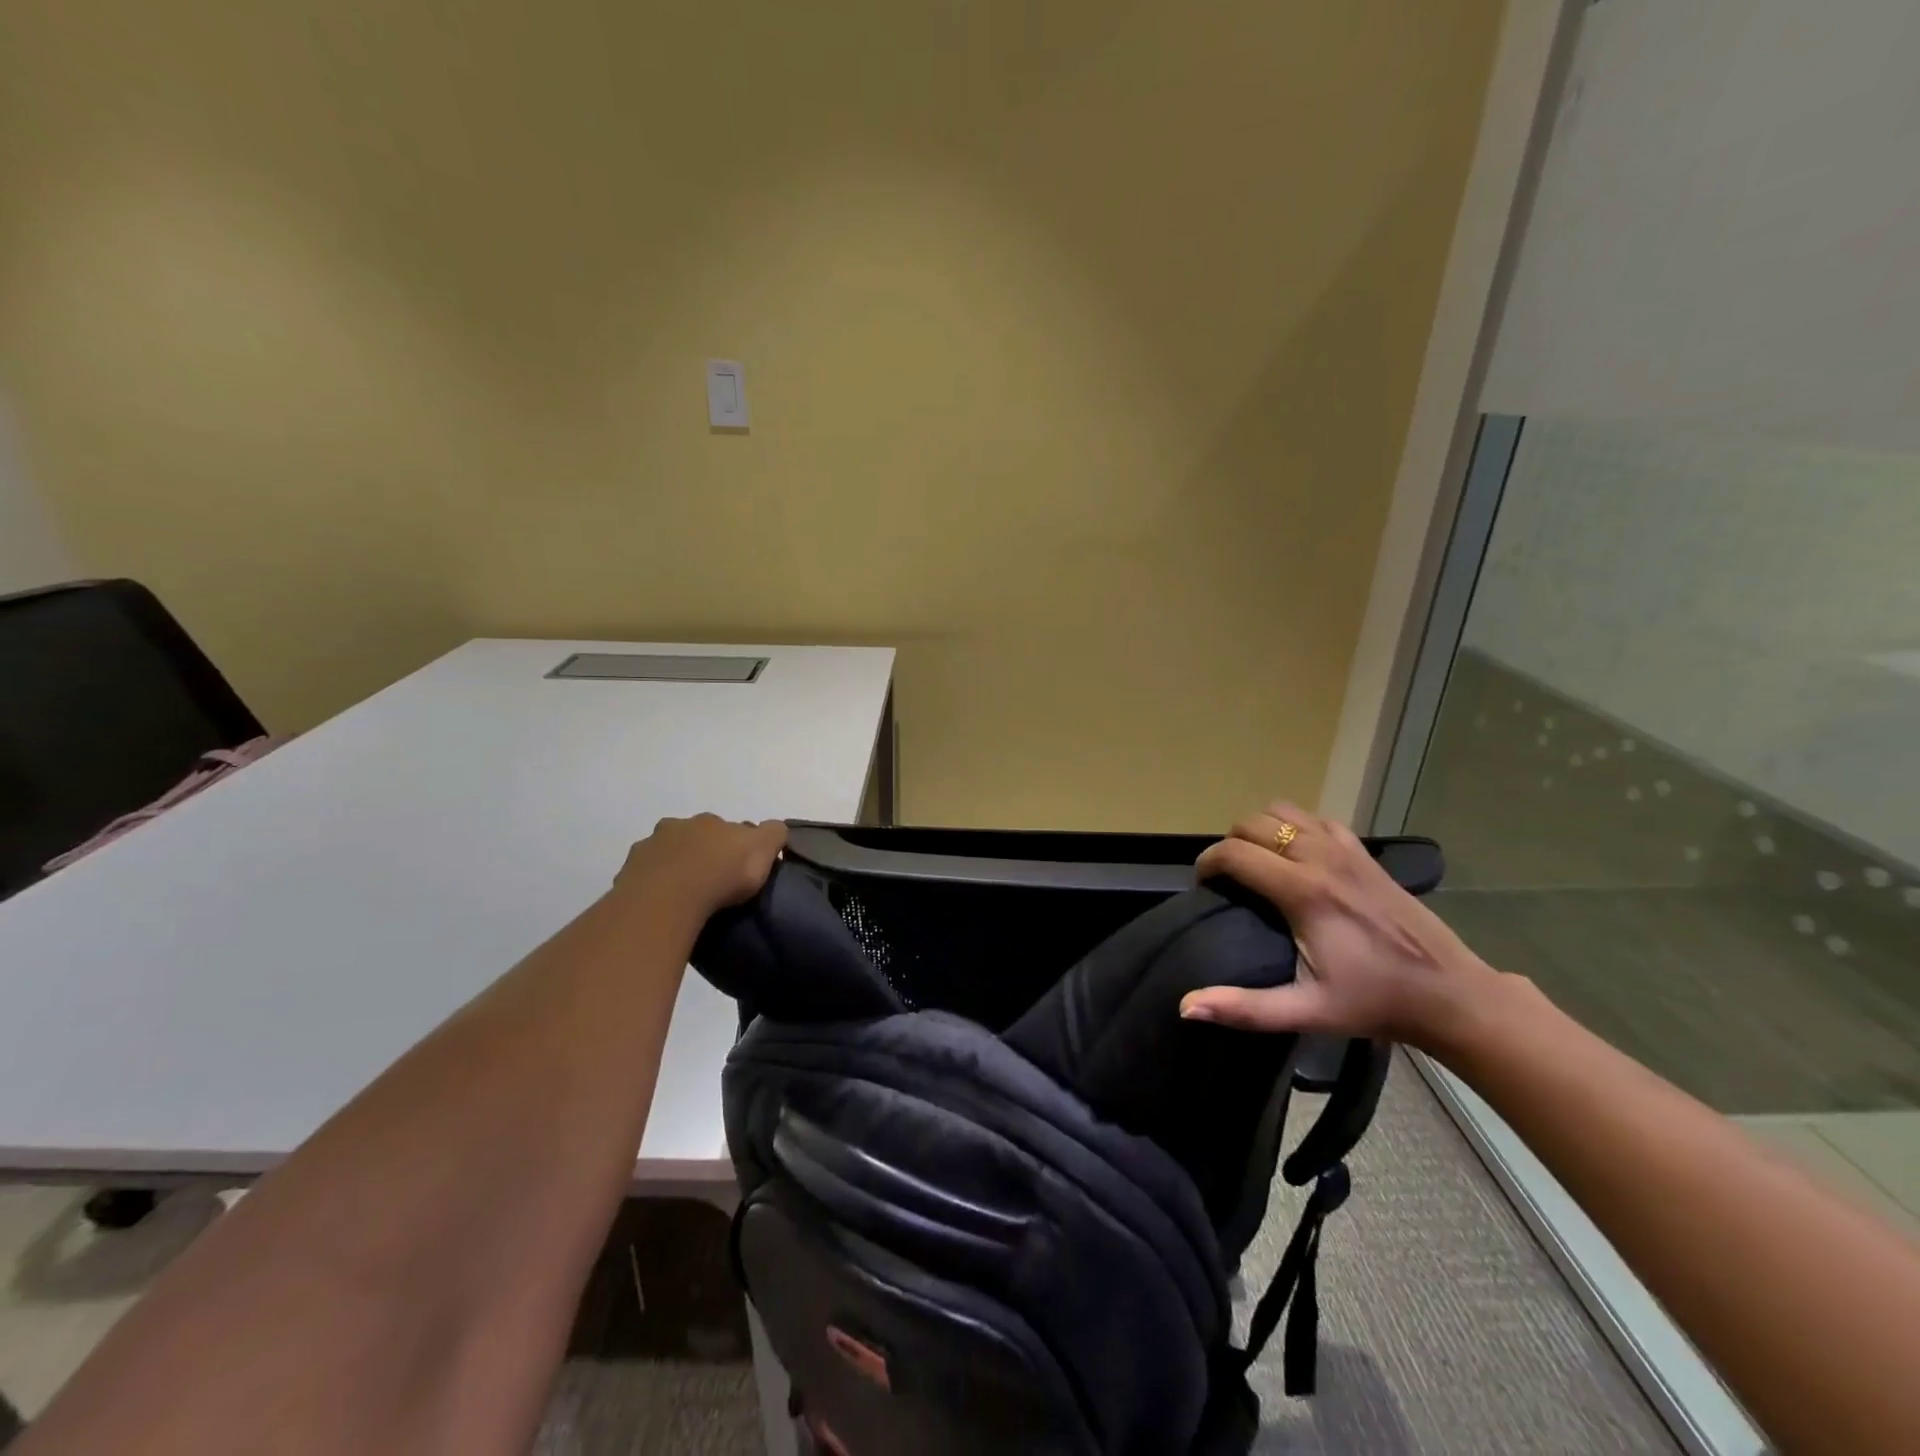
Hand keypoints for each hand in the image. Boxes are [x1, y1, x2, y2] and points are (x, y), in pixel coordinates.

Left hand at [613, 814, 787, 920]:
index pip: (730, 828)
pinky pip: (645, 877)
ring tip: (686, 896)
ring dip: (676, 867)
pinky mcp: (628, 873)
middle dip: (704, 852)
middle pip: (695, 836)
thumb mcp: (763, 849)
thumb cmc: (722, 873)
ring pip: (667, 854)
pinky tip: (663, 904)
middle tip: (713, 880)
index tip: (743, 867)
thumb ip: (774, 834)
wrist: (668, 898)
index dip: (738, 845)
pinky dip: (654, 885)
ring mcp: (649, 848)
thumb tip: (775, 829)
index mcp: (712, 821)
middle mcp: (679, 826)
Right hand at [1178, 802, 1503, 1051]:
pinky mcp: (1365, 852)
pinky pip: (1317, 819)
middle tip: (1227, 879)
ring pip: (1283, 811)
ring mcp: (1346, 849)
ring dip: (1261, 830)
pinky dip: (1296, 827)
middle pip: (1253, 824)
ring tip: (1258, 862)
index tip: (1202, 886)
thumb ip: (1245, 1008)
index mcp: (1303, 891)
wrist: (1450, 994)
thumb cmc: (1374, 1002)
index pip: (1234, 853)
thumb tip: (1187, 1007)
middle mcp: (1321, 857)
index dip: (1206, 863)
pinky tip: (1299, 856)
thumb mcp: (1307, 1011)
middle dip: (1230, 844)